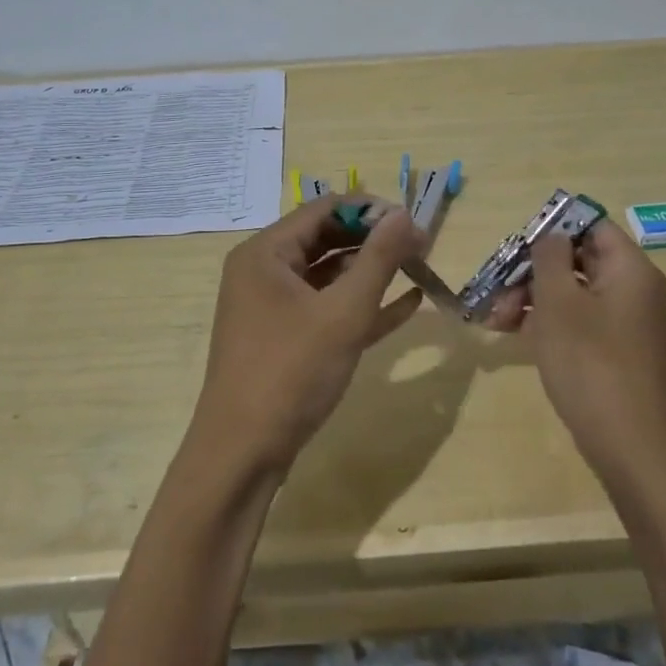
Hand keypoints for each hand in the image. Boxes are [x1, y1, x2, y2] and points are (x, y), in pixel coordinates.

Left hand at [191, 197, 425, 475]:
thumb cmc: (290, 372)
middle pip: (326, 239)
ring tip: (419, 269)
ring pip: (328, 275)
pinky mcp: (283, 338)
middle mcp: (264, 271)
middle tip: (422, 248)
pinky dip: (361, 305)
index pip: (324, 209)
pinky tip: (407, 305)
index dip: (371, 211)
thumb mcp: (343, 313)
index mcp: (266, 253)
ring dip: (371, 272)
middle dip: (375, 241)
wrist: (242, 455)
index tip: (414, 223)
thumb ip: (378, 259)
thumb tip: (405, 213)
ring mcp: (271, 307)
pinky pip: (326, 308)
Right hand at [486, 220, 665, 488]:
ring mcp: (628, 324)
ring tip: (495, 321)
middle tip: (494, 292)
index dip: (551, 228)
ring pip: (574, 294)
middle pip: (578, 260)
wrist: (636, 452)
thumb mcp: (560, 304)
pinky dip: (549, 324)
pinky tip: (515, 336)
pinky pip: (580, 323)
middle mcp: (635, 290)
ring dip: (533, 299)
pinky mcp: (618, 354)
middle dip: (532, 271)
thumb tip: (551, 235)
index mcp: (630, 269)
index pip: (591, 225)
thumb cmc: (593, 366)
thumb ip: (550, 258)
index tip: (515, 247)